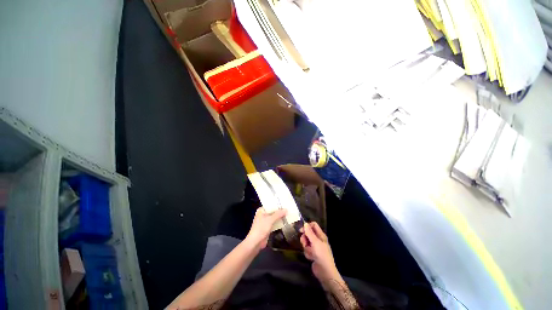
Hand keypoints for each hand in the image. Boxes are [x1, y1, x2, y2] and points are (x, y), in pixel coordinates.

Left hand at [245, 207, 286, 250]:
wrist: (256, 242)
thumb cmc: (261, 228)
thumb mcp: (270, 220)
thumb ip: (278, 214)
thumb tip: (286, 209)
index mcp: (261, 210)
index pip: (270, 205)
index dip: (277, 204)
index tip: (285, 203)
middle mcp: (263, 214)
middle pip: (273, 211)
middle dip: (280, 211)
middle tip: (288, 208)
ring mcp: (265, 221)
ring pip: (274, 217)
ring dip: (280, 216)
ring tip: (288, 213)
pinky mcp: (268, 227)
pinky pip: (274, 223)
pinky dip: (279, 222)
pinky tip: (285, 220)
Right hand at [300, 222, 341, 285]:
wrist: (325, 272)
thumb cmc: (322, 255)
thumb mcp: (315, 242)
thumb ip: (309, 233)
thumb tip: (305, 223)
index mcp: (320, 235)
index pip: (313, 225)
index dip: (307, 226)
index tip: (301, 230)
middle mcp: (318, 239)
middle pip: (308, 234)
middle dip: (305, 239)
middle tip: (305, 243)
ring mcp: (315, 247)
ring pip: (306, 242)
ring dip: (306, 247)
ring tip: (310, 253)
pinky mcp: (312, 253)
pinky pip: (306, 250)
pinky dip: (307, 253)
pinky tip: (311, 258)